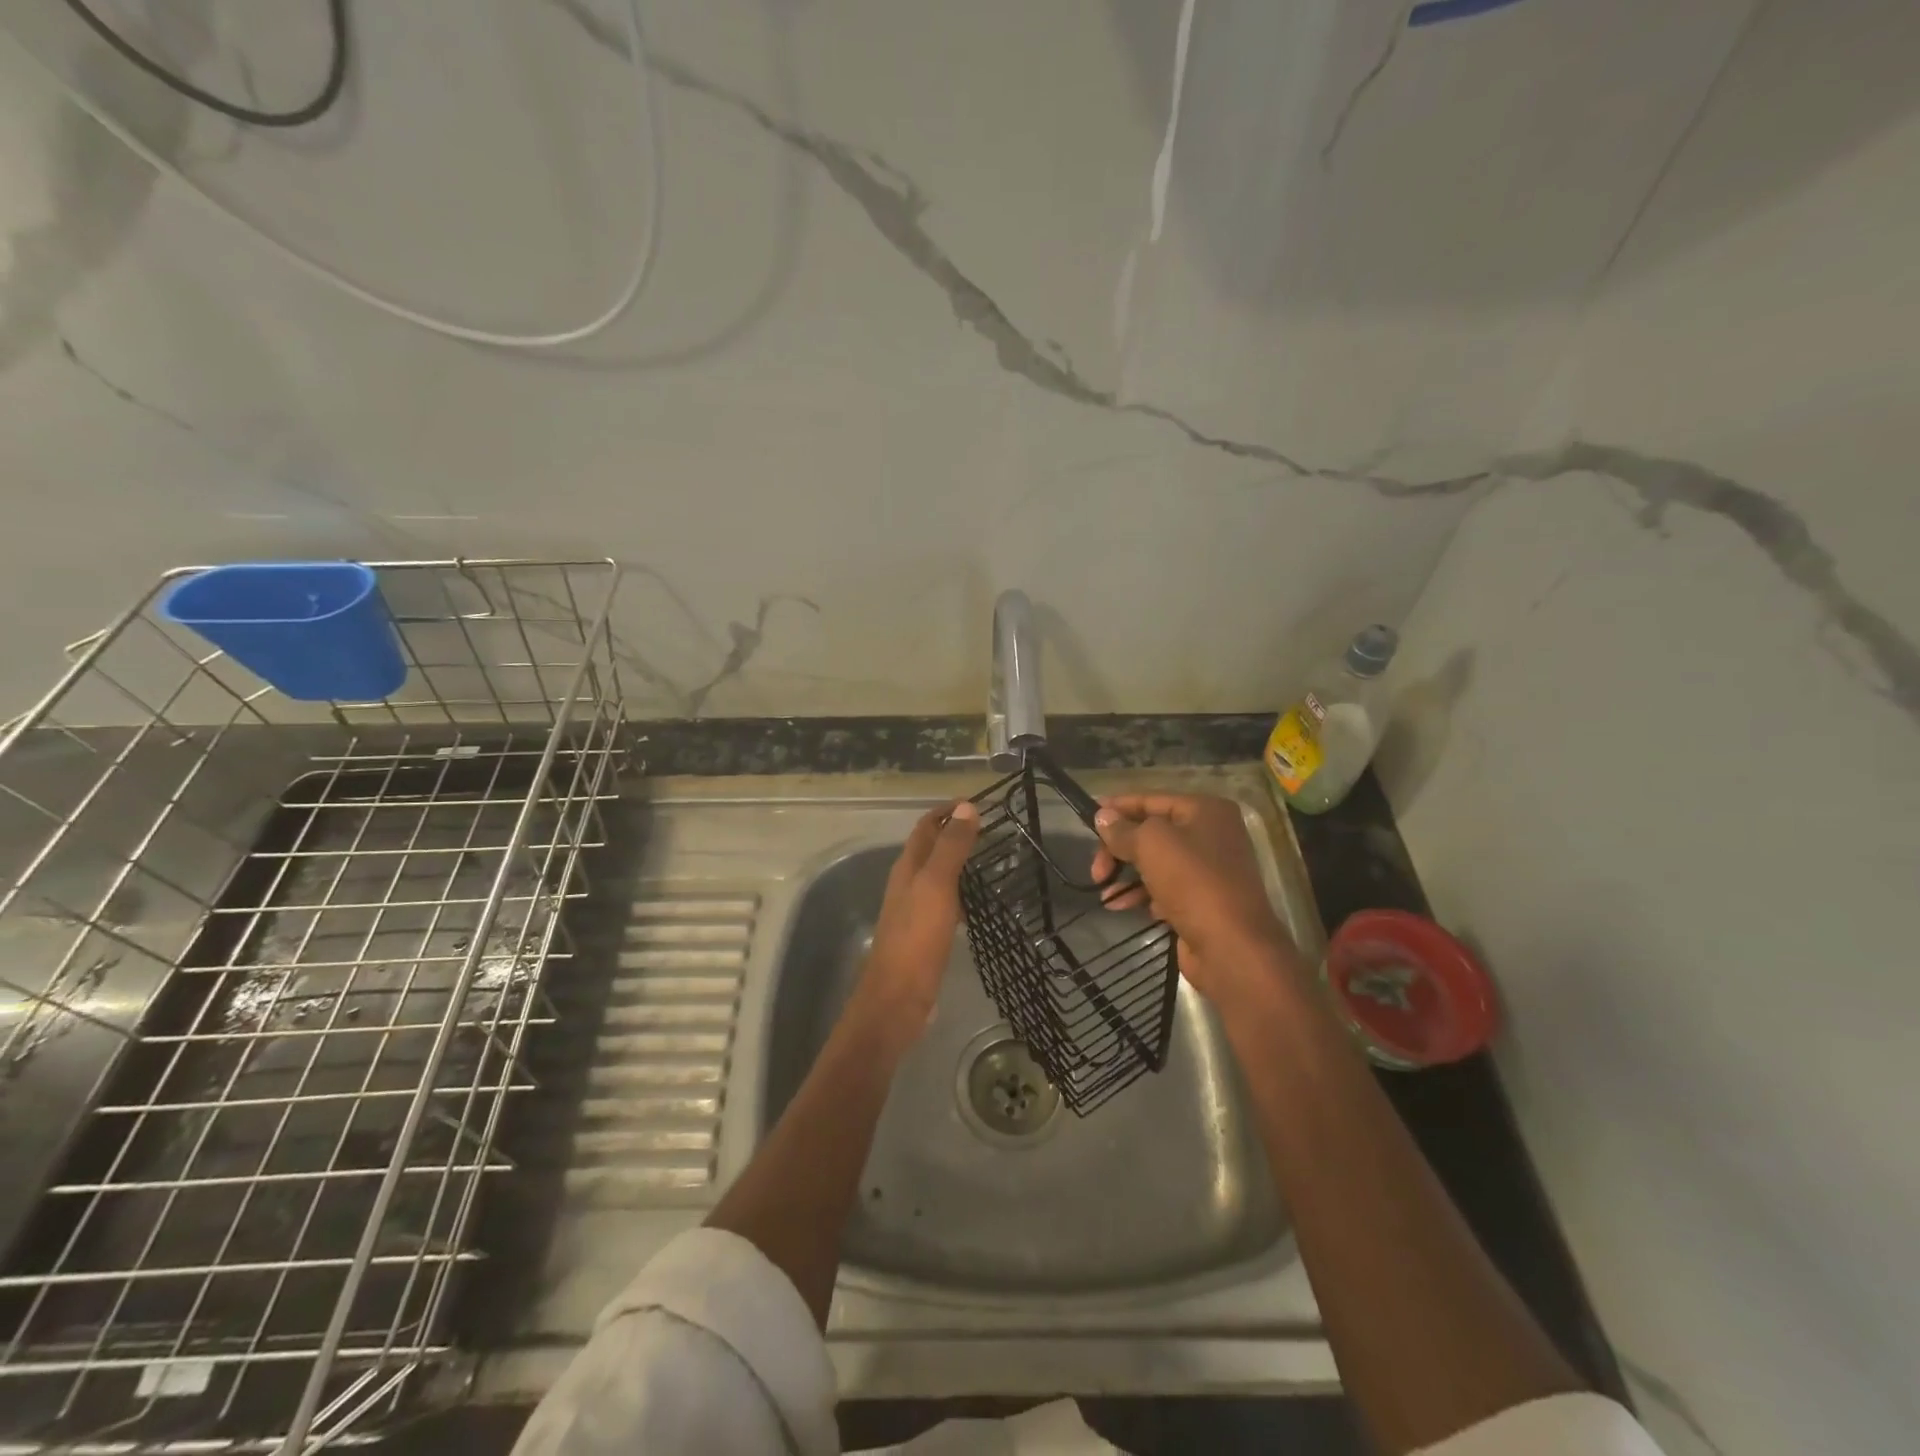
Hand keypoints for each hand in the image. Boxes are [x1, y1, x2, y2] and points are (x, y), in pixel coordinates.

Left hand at [853, 800, 980, 1042]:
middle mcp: (907, 884)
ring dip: (960, 862)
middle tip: (994, 829)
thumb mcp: (936, 887)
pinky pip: (945, 902)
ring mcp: (914, 910)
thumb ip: (951, 848)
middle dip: (956, 833)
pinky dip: (961, 892)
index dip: (948, 811)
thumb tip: (967, 807)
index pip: (926, 826)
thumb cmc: (916, 939)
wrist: (897, 1000)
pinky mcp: (924, 935)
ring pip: (938, 875)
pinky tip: (979, 902)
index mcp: (907, 868)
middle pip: (930, 848)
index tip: (979, 803)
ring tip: (993, 859)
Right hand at [1092, 794, 1302, 1004]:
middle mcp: (1211, 835)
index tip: (1087, 818)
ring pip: (1156, 863)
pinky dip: (1142, 895)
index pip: (1151, 800)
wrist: (1231, 947)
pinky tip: (1122, 906)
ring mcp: (1209, 870)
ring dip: (1126, 875)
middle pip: (1151, 833)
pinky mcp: (1203, 902)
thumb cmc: (1193, 882)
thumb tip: (1102, 816)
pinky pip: (1164, 889)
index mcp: (1206, 810)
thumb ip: (1123, 829)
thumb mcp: (1151, 844)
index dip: (1118, 808)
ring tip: (1103, 892)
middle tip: (1096, 870)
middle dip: (1119, 849)